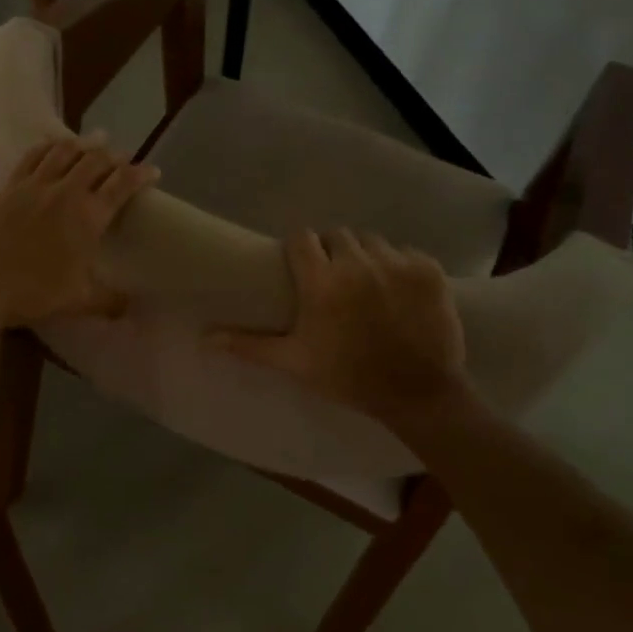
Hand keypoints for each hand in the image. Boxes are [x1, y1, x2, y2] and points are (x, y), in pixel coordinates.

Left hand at [0, 135, 158, 326]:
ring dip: (82, 144)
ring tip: (92, 141)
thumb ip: (110, 301)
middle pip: (95, 161)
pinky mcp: (6, 187)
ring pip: (63, 151)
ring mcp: (33, 185)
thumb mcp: (78, 301)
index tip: (153, 171)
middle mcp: (64, 192)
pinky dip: (47, 146)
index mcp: (89, 216)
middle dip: (113, 156)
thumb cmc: (32, 293)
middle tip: (121, 157)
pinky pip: (32, 156)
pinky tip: (50, 145)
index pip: (122, 185)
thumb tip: (133, 307)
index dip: (140, 174)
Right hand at [213, 229, 473, 438]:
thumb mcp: (294, 362)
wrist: (418, 395)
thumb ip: (249, 344)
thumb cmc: (349, 378)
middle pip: (337, 236)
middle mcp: (358, 264)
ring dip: (365, 256)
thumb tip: (204, 338)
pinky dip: (400, 266)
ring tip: (366, 284)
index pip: (302, 238)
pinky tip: (399, 292)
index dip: (301, 250)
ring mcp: (397, 264)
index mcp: (322, 283)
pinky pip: (406, 252)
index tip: (303, 267)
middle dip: (333, 252)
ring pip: (372, 241)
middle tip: (335, 280)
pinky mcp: (428, 270)